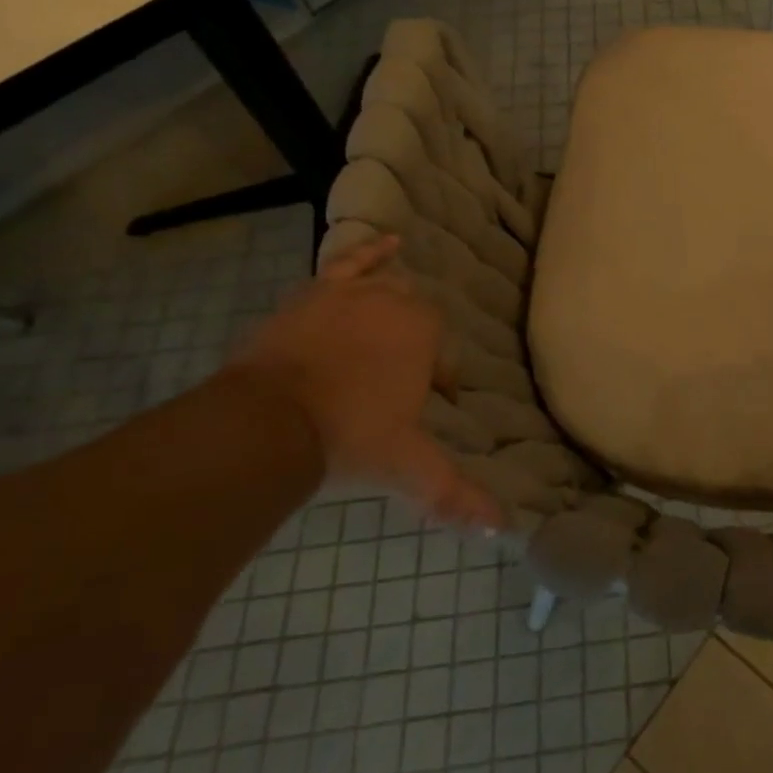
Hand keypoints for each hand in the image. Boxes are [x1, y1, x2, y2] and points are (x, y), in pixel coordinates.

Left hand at [227, 234, 503, 530]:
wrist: (269, 421)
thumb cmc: (350, 436)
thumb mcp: (409, 466)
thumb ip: (456, 495)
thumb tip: (503, 529)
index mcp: (426, 336)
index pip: (444, 358)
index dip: (437, 384)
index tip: (424, 409)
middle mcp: (397, 304)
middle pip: (417, 319)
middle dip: (413, 346)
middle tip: (395, 382)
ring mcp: (354, 293)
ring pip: (387, 289)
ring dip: (394, 304)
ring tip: (391, 321)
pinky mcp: (316, 291)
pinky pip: (350, 261)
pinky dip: (371, 251)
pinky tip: (388, 242)